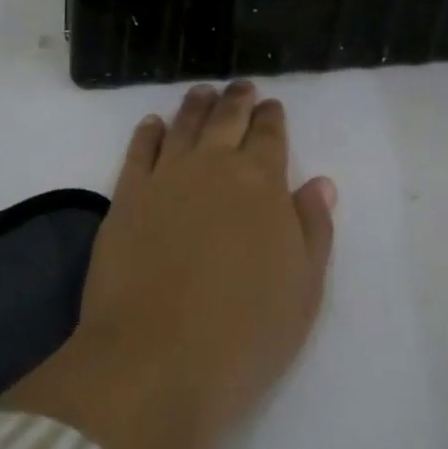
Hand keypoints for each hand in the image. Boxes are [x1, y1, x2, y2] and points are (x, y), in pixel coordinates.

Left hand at [1, 83, 335, 448]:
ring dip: (196, 104)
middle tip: (242, 86)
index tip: (272, 106)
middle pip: (227, 118)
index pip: (269, 134)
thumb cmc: (244, 334)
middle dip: (238, 99)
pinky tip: (153, 124)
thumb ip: (314, 229)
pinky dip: (149, 131)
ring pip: (184, 124)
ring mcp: (166, 176)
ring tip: (202, 92)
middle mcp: (214, 165)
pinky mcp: (127, 195)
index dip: (272, 117)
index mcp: (260, 182)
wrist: (157, 362)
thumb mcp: (302, 290)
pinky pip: (140, 149)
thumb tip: (320, 183)